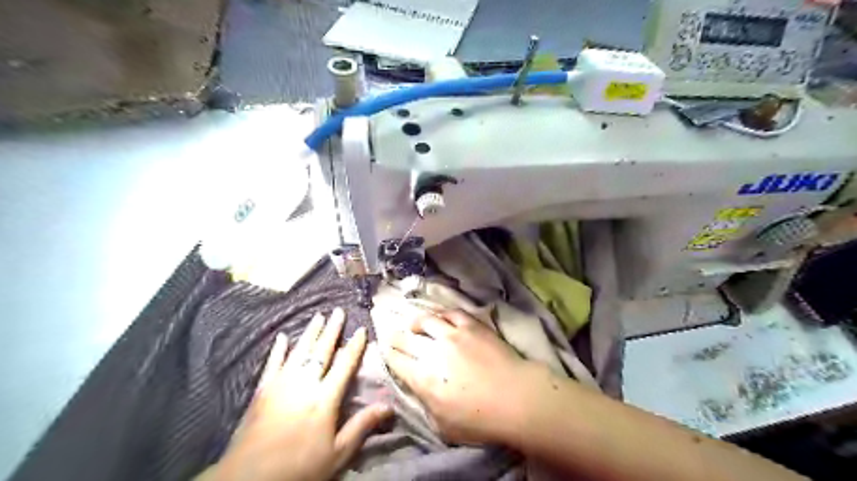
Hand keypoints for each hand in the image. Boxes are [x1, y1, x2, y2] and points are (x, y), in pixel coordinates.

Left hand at [201, 308, 390, 480]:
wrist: (249, 479)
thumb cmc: (299, 467)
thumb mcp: (338, 453)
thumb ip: (362, 426)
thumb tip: (388, 407)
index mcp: (324, 398)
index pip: (344, 365)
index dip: (354, 346)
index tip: (361, 329)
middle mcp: (304, 384)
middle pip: (321, 351)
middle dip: (331, 330)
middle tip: (337, 311)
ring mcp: (281, 385)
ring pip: (299, 352)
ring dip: (310, 333)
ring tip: (318, 316)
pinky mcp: (262, 391)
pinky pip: (272, 364)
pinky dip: (278, 350)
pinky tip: (282, 337)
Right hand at [384, 311, 537, 444]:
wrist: (516, 397)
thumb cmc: (481, 420)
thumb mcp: (443, 426)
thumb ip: (425, 405)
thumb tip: (418, 389)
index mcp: (423, 379)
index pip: (396, 361)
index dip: (388, 355)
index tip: (386, 352)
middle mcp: (432, 352)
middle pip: (405, 338)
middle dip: (395, 337)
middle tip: (392, 336)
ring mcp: (452, 334)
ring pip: (425, 320)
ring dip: (416, 322)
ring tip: (414, 324)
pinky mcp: (471, 325)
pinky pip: (450, 313)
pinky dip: (441, 314)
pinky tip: (440, 317)